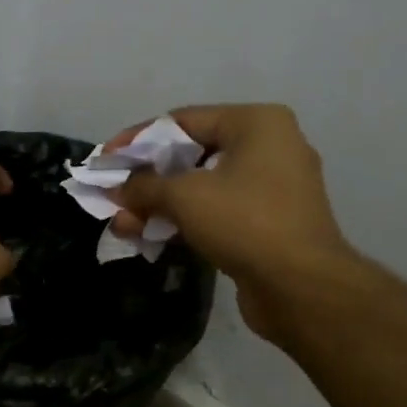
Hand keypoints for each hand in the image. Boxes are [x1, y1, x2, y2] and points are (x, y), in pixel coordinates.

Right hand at [107, 105, 355, 341]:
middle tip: (113, 200)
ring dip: (159, 206)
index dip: (137, 140)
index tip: (105, 161)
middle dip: (146, 181)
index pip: (183, 121)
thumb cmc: (244, 222)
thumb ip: (144, 185)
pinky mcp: (268, 223)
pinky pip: (216, 212)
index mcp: (256, 123)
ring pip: (201, 188)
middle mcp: (269, 147)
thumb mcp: (184, 196)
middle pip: (190, 156)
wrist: (300, 286)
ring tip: (124, 226)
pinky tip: (151, 238)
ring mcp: (271, 187)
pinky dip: (183, 221)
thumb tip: (118, 189)